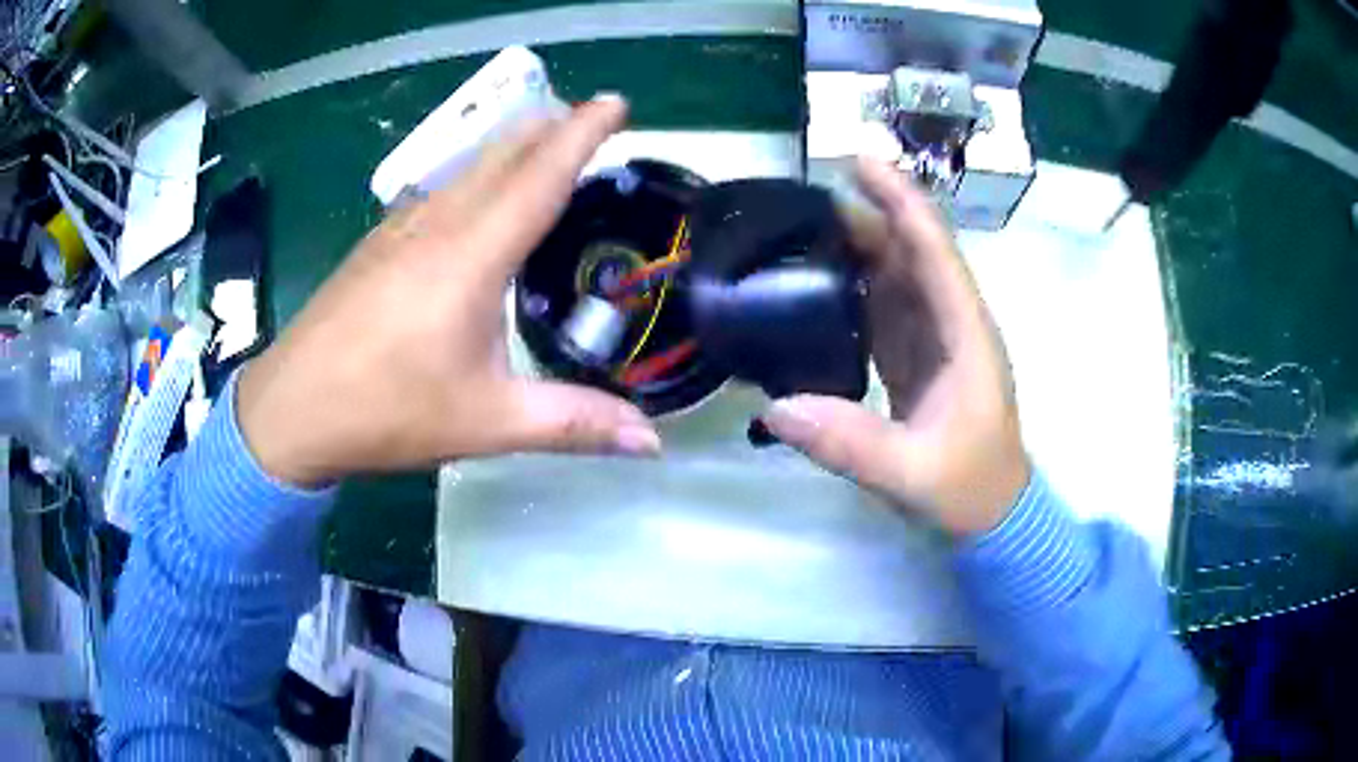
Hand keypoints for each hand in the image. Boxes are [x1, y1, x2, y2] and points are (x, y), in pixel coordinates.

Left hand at [236, 96, 660, 485]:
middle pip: (502, 154)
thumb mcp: (486, 423)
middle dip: (550, 127)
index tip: (616, 102)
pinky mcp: (378, 243)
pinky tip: (478, 197)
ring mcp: (400, 229)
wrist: (290, 409)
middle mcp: (436, 225)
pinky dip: (477, 175)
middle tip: (592, 120)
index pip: (539, 176)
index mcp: (470, 257)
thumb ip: (572, 424)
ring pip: (468, 167)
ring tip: (546, 145)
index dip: (582, 133)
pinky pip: (441, 189)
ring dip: (512, 147)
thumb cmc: (386, 411)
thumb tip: (650, 442)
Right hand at [762, 158, 1029, 536]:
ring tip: (805, 229)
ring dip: (860, 247)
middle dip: (870, 215)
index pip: (936, 252)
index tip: (860, 162)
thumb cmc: (969, 489)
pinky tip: (819, 282)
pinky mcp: (917, 359)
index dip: (902, 202)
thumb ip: (851, 443)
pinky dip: (855, 287)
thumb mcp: (913, 474)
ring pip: (899, 276)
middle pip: (913, 253)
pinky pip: (886, 308)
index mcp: (967, 335)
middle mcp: (953, 324)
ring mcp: (936, 340)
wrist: (993, 516)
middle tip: (808, 198)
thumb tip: (776, 408)